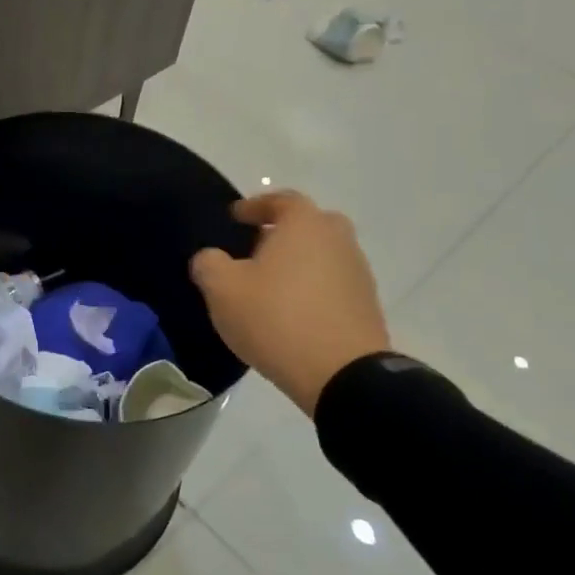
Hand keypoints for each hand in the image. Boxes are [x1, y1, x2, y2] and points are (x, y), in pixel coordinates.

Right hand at [189, 191, 389, 416]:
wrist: (342, 375)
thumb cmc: (276, 318)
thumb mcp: (222, 289)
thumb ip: (209, 263)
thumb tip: (211, 258)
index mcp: (304, 224)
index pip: (281, 200)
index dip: (255, 206)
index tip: (235, 217)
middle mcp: (338, 239)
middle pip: (309, 224)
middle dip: (282, 232)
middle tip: (255, 249)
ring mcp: (358, 272)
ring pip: (323, 255)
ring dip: (299, 262)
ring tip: (270, 286)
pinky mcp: (366, 305)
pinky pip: (333, 284)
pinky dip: (312, 288)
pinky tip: (291, 311)